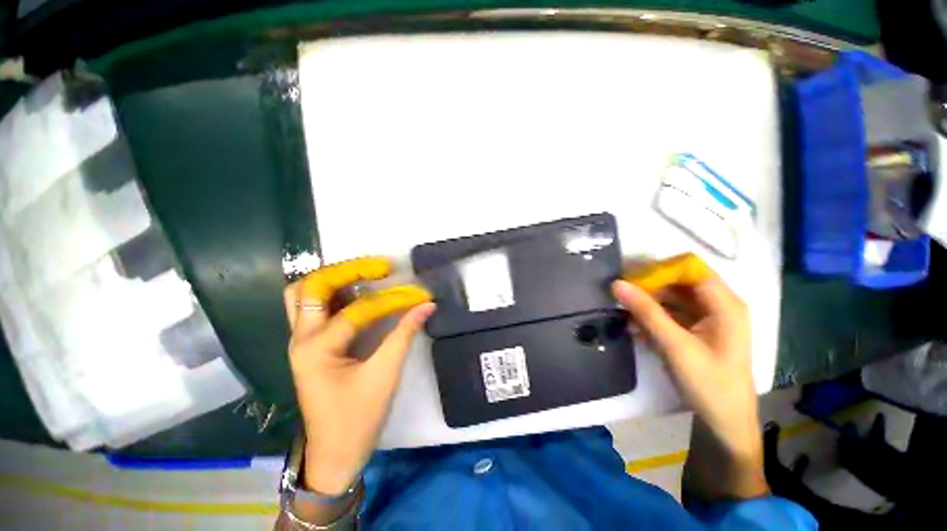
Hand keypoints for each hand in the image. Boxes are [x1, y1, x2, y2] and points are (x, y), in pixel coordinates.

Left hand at [284, 257, 434, 495]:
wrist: (333, 455)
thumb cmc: (357, 419)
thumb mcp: (384, 375)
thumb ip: (404, 334)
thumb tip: (426, 306)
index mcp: (316, 349)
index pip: (358, 310)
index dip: (392, 300)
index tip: (417, 294)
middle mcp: (301, 339)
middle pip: (314, 287)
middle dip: (348, 271)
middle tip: (380, 266)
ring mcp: (301, 341)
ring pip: (305, 294)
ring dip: (335, 278)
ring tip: (365, 273)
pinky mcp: (310, 345)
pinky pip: (315, 308)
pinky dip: (334, 294)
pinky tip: (356, 291)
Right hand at [613, 259, 767, 499]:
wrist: (725, 422)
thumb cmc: (709, 383)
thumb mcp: (674, 346)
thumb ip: (646, 312)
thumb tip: (617, 284)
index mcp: (725, 304)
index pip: (690, 268)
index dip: (660, 269)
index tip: (631, 278)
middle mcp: (719, 305)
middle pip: (679, 282)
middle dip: (649, 287)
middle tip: (621, 296)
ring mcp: (708, 318)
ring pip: (672, 297)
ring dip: (648, 304)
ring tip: (624, 315)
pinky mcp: (698, 330)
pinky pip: (672, 313)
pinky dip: (653, 317)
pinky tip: (636, 329)